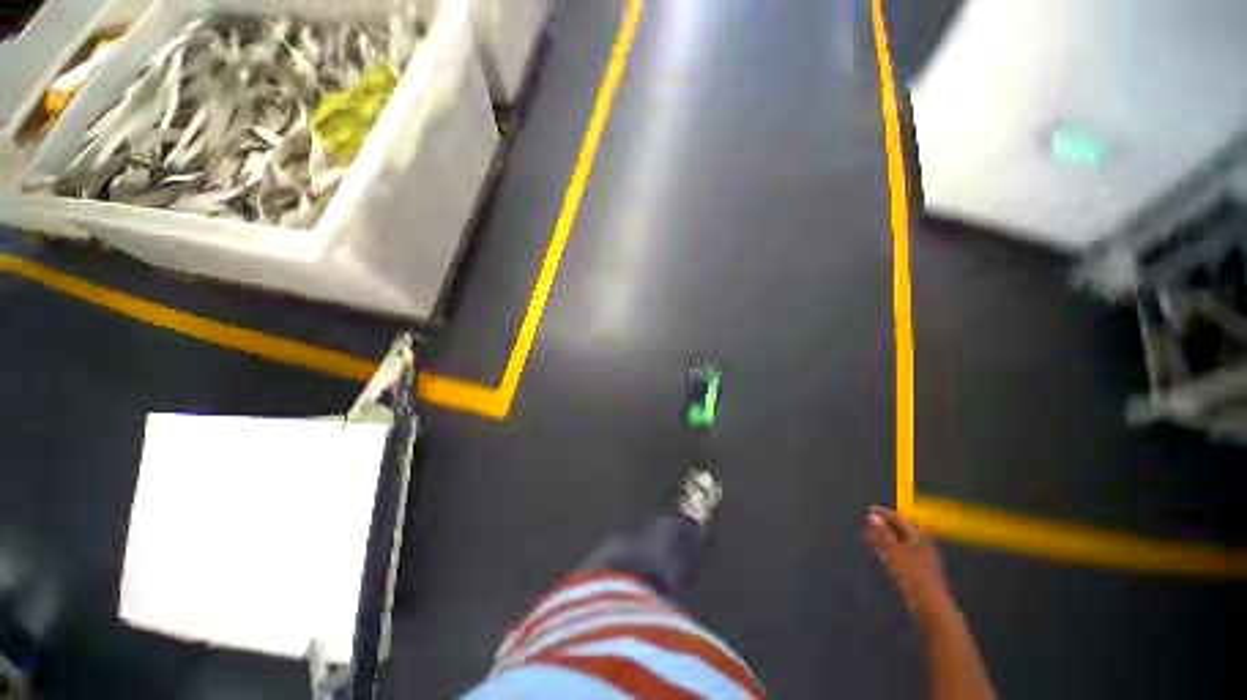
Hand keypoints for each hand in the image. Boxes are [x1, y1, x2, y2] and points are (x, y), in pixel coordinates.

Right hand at [865, 506, 955, 624]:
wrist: (930, 605)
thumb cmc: (912, 574)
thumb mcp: (894, 551)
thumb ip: (883, 533)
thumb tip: (872, 516)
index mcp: (918, 537)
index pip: (899, 519)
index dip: (884, 514)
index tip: (869, 509)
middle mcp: (921, 545)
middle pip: (900, 531)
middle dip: (883, 527)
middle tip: (867, 524)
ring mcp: (920, 558)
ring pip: (899, 543)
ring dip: (884, 539)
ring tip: (869, 537)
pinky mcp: (917, 571)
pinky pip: (900, 554)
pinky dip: (889, 550)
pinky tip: (880, 553)